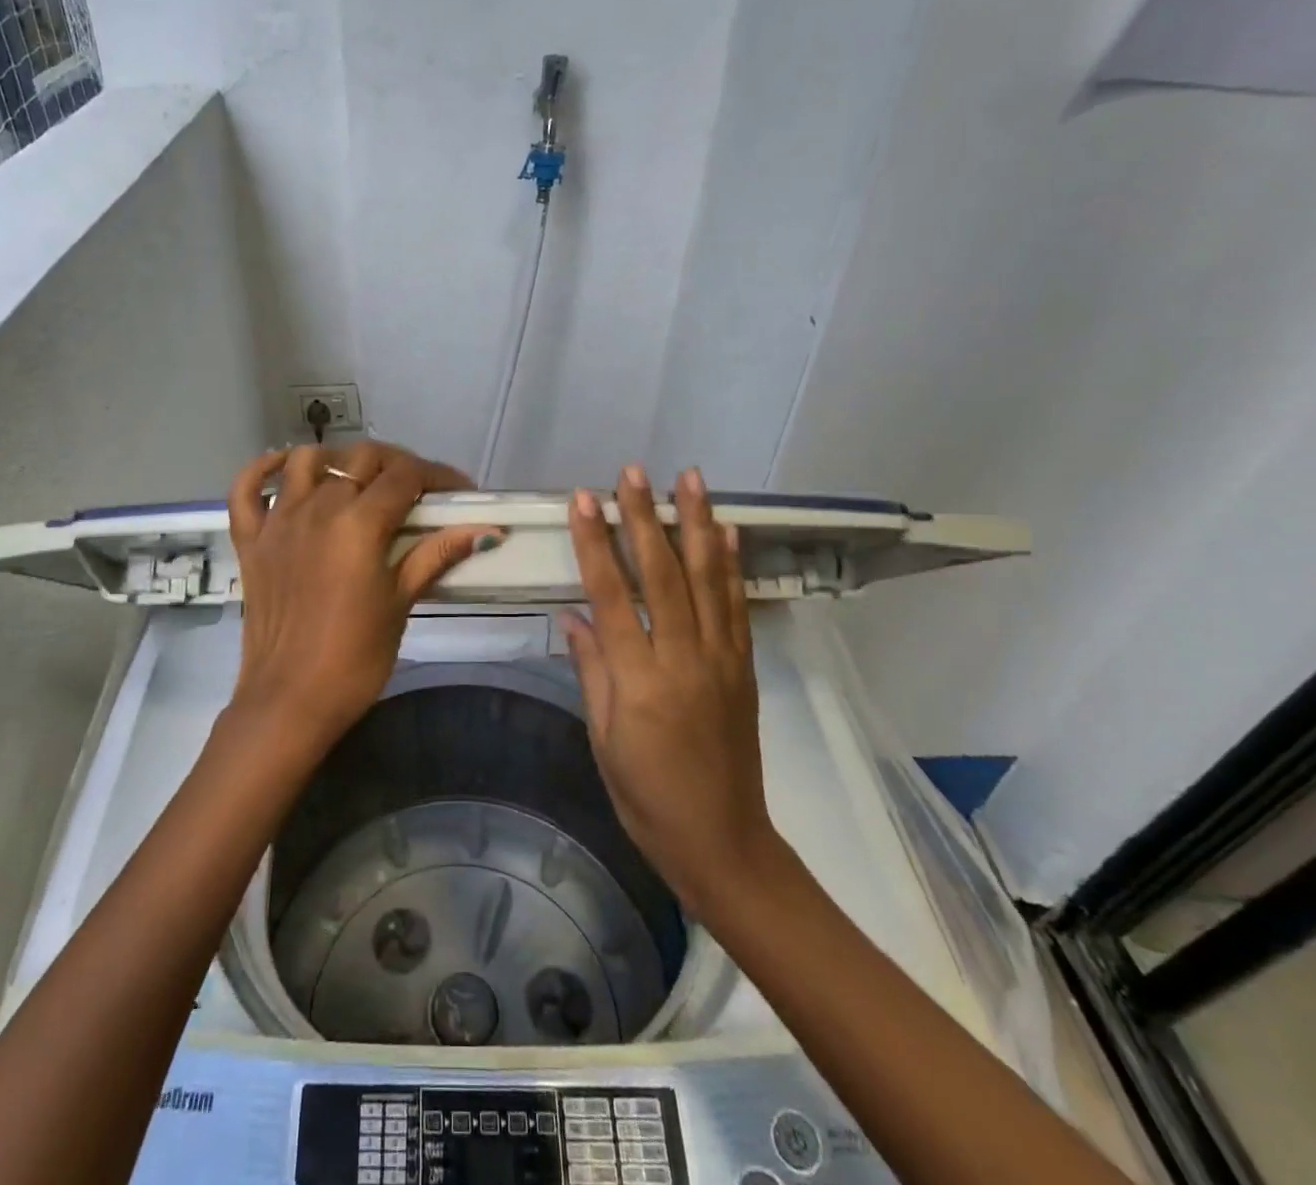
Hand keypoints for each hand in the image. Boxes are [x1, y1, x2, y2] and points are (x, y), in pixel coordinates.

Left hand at [226, 441, 501, 755]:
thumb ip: (435, 555)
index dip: (438, 475)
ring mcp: (278, 521)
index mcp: (359, 524)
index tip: (458, 490)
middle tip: (416, 489)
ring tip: (359, 480)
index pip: (405, 476)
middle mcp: (317, 508)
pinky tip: (287, 467)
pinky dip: (265, 469)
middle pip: (362, 459)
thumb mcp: (400, 603)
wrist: (290, 701)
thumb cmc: (355, 659)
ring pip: (308, 461)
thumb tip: (487, 530)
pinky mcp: (250, 540)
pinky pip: (247, 488)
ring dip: (339, 460)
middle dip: (397, 463)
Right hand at [559, 465, 775, 915]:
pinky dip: (731, 564)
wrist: (722, 841)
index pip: (612, 596)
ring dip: (696, 524)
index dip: (595, 544)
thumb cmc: (646, 797)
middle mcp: (683, 659)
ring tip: (690, 478)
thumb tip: (572, 616)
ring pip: (707, 580)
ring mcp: (721, 660)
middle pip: (663, 575)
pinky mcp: (743, 667)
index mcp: (639, 681)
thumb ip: (591, 670)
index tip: (583, 500)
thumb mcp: (602, 739)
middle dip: (644, 518)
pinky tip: (724, 531)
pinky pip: (737, 606)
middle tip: (633, 472)